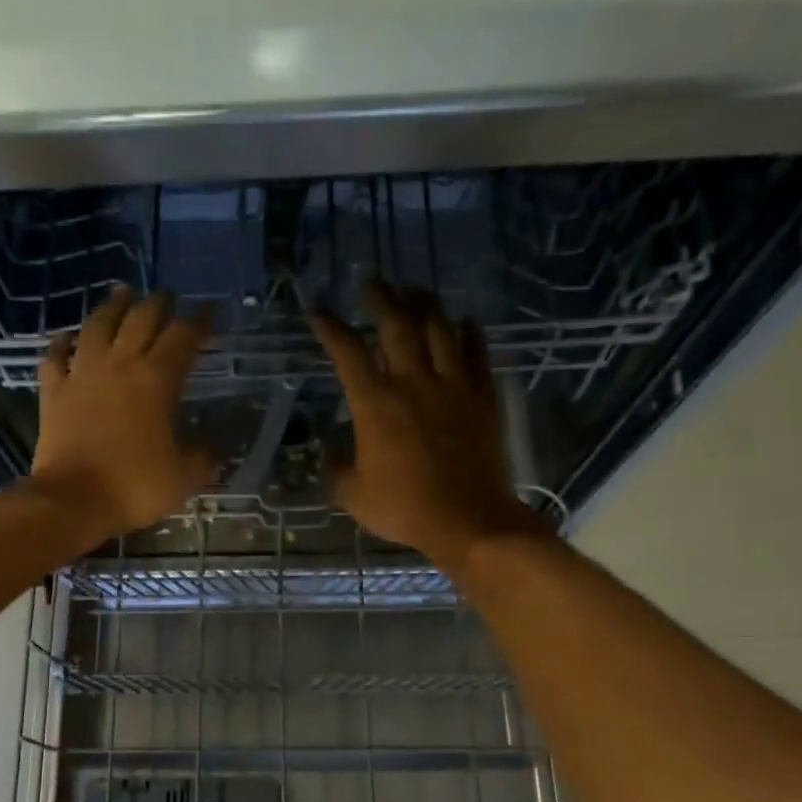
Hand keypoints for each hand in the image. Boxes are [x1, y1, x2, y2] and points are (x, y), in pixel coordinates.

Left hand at [26, 287, 214, 541]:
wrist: (71, 501)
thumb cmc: (133, 487)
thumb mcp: (184, 477)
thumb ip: (203, 456)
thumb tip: (214, 445)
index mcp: (157, 380)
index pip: (184, 336)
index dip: (200, 320)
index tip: (211, 310)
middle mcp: (120, 365)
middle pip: (140, 319)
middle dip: (159, 303)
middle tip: (168, 296)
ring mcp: (82, 374)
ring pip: (97, 325)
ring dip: (113, 306)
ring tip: (122, 293)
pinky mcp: (54, 391)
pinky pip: (55, 355)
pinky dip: (62, 342)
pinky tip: (68, 336)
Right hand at [310, 283, 537, 569]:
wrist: (468, 519)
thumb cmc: (404, 508)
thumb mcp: (353, 496)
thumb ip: (335, 470)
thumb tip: (329, 452)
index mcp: (375, 404)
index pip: (348, 352)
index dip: (330, 327)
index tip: (318, 309)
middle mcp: (413, 383)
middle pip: (397, 325)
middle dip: (381, 298)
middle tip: (372, 282)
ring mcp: (453, 387)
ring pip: (440, 330)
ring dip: (426, 305)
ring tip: (416, 291)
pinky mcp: (482, 398)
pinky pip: (478, 354)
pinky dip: (470, 334)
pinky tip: (465, 322)